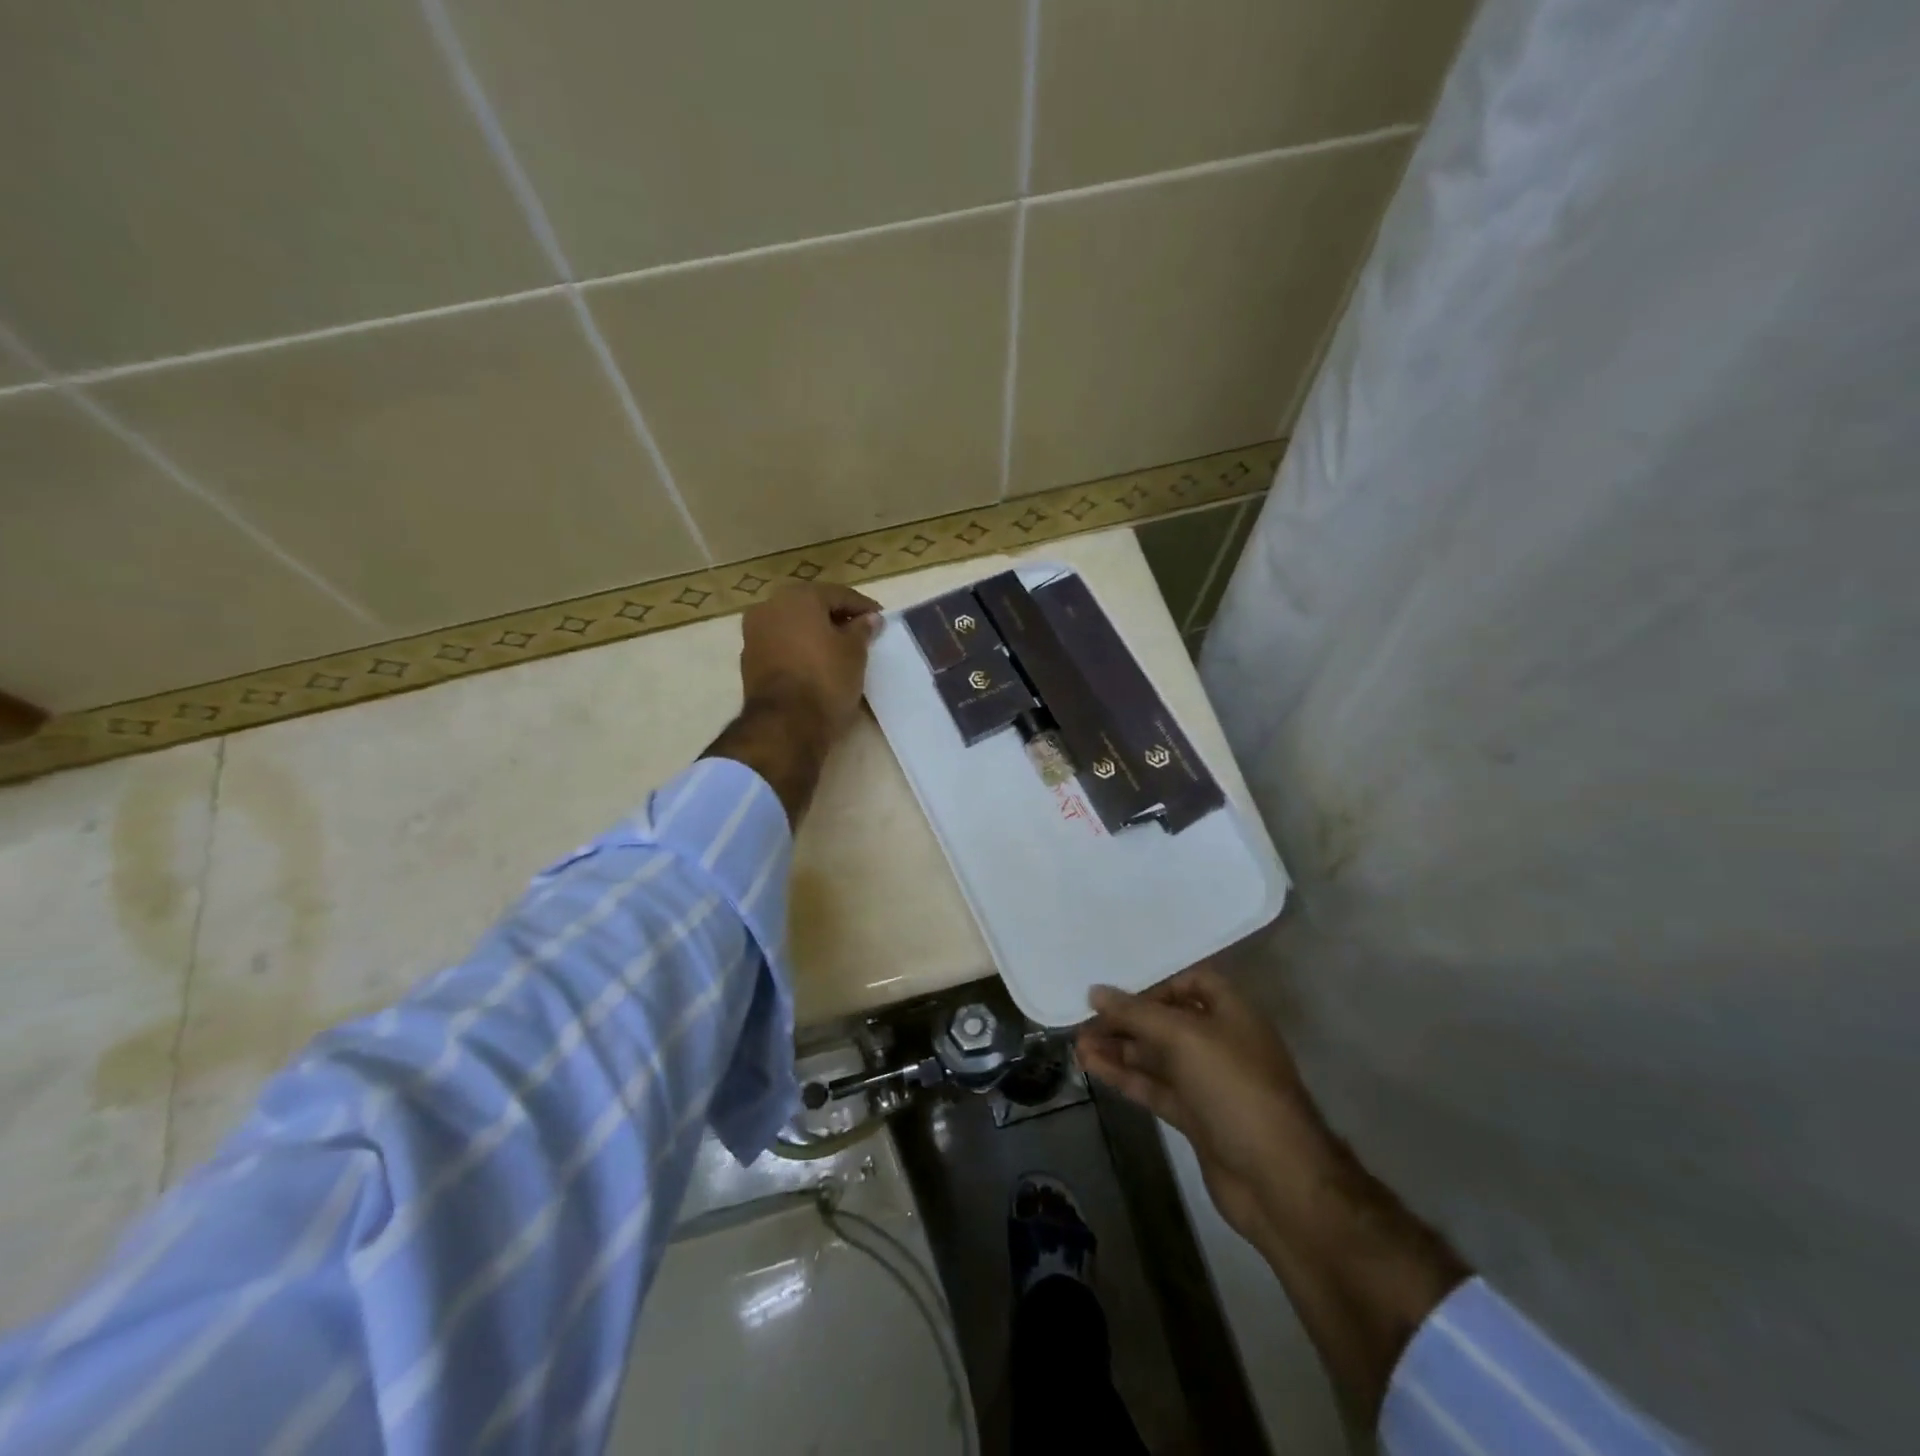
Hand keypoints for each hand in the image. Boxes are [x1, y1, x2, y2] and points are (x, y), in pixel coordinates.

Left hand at [738, 584, 882, 741]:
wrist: (785, 724)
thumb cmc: (826, 679)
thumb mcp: (854, 652)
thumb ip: (862, 630)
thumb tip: (869, 619)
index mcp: (798, 597)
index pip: (838, 594)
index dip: (862, 607)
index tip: (880, 619)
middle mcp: (769, 607)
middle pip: (811, 607)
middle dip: (836, 617)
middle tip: (860, 632)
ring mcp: (754, 634)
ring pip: (793, 626)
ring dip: (815, 633)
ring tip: (839, 649)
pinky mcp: (749, 661)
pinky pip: (781, 646)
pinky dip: (799, 649)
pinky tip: (816, 663)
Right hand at [1077, 962, 1331, 1245]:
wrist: (1278, 1180)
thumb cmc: (1235, 1089)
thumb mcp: (1184, 1037)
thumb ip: (1137, 1013)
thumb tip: (1095, 991)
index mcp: (1231, 1012)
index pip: (1191, 982)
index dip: (1155, 984)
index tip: (1118, 993)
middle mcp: (1220, 1042)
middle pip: (1167, 1020)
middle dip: (1126, 1020)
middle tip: (1083, 1020)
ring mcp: (1208, 1082)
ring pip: (1156, 1056)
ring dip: (1119, 1049)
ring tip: (1077, 1044)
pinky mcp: (1195, 1117)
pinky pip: (1154, 1087)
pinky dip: (1125, 1077)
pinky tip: (1092, 1067)